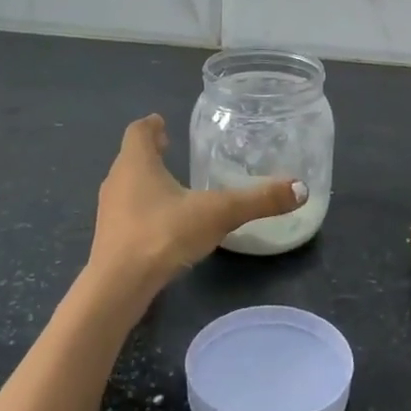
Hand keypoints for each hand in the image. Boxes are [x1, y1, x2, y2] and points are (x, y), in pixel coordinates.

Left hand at [88, 115, 305, 299]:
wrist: (118, 287)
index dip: (152, 125)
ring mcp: (110, 212)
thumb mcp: (218, 213)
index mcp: (136, 163)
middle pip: (132, 157)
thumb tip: (300, 188)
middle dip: (151, 152)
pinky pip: (128, 213)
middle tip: (172, 148)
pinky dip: (144, 209)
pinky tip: (165, 224)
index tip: (163, 123)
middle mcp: (117, 181)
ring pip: (127, 186)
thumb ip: (258, 200)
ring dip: (146, 181)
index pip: (138, 131)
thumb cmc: (163, 234)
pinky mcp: (110, 239)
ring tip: (173, 185)